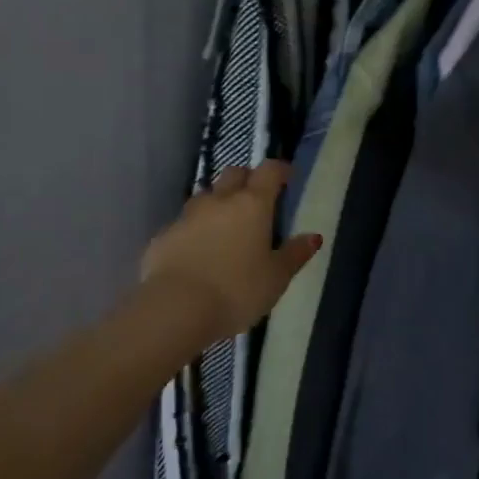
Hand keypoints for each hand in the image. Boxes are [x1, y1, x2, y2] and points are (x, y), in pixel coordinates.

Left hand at [140, 162, 322, 344]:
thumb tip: (313, 236)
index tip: (287, 177)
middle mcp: (219, 200)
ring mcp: (187, 215)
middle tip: (257, 199)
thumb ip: (295, 254)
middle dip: (247, 179)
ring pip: (207, 196)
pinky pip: (184, 224)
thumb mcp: (276, 278)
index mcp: (252, 204)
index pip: (269, 171)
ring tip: (226, 226)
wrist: (175, 308)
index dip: (280, 169)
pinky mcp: (164, 235)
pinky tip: (198, 251)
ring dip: (218, 203)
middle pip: (234, 174)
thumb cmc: (236, 291)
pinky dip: (195, 230)